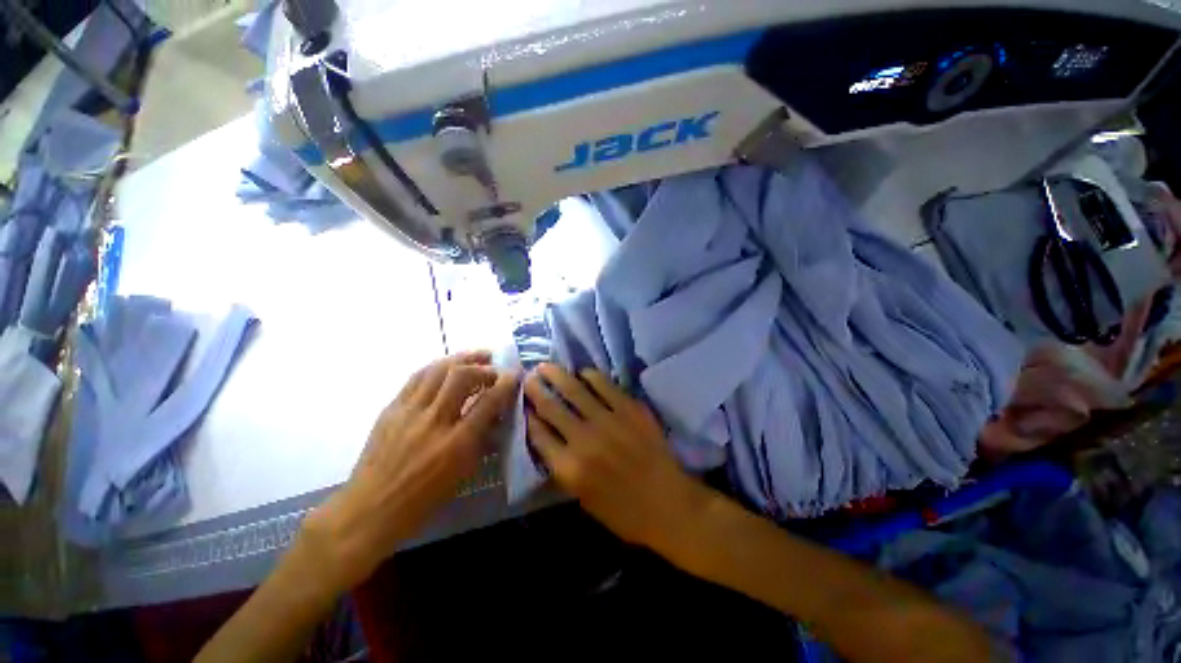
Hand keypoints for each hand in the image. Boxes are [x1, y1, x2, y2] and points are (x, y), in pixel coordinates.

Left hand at [303, 351, 518, 590]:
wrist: (370, 509)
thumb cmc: (423, 500)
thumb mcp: (463, 474)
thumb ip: (481, 440)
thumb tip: (494, 415)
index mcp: (456, 443)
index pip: (488, 401)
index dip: (506, 383)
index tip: (515, 374)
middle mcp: (434, 421)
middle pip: (462, 376)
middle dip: (483, 366)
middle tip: (494, 367)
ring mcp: (409, 412)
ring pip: (438, 370)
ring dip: (461, 359)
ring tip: (476, 356)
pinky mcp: (391, 408)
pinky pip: (417, 377)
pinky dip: (437, 367)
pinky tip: (447, 367)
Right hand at [524, 363, 709, 551]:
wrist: (670, 505)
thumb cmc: (624, 512)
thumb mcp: (583, 498)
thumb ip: (562, 467)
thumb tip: (548, 437)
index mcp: (570, 468)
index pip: (538, 434)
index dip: (528, 415)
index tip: (523, 403)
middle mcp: (584, 440)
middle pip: (551, 407)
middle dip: (535, 389)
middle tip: (528, 377)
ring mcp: (609, 421)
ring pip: (574, 389)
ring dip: (557, 375)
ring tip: (546, 366)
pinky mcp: (630, 408)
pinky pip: (604, 384)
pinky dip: (590, 375)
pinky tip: (583, 373)